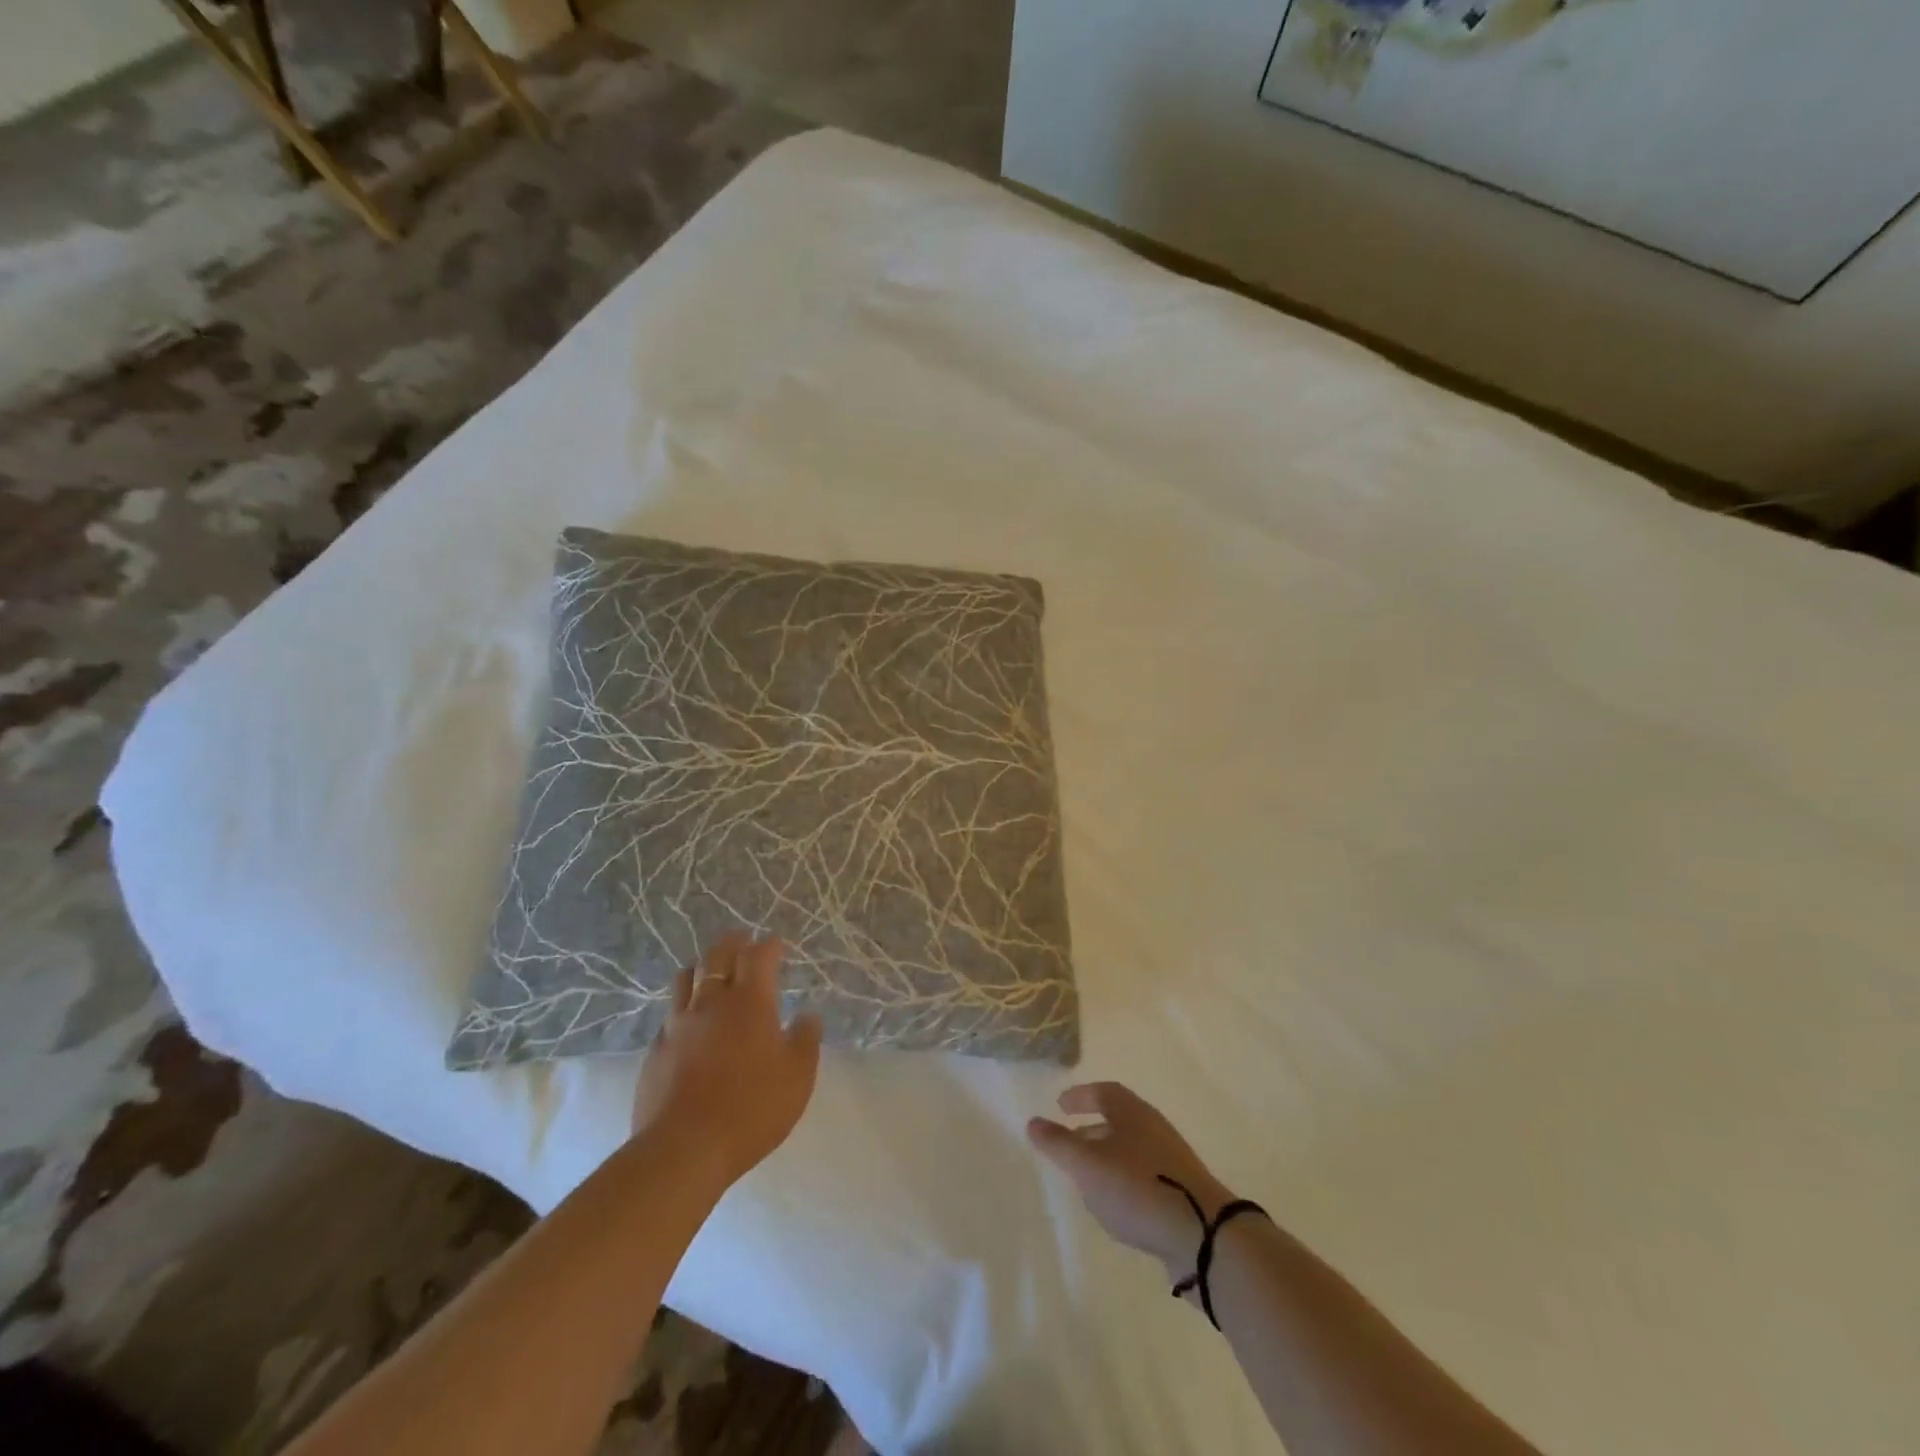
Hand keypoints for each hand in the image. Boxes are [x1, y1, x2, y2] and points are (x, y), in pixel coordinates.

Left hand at [632, 933, 822, 1185]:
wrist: (684, 1149)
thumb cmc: (752, 1107)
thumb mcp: (798, 1076)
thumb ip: (806, 1039)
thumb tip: (807, 1015)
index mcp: (750, 1001)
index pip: (759, 956)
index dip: (769, 946)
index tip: (776, 945)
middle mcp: (712, 1002)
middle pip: (717, 956)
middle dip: (733, 943)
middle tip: (742, 940)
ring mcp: (678, 1024)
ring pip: (686, 977)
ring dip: (702, 966)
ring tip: (710, 970)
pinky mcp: (655, 1050)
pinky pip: (670, 1014)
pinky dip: (683, 1006)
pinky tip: (688, 1020)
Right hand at [1028, 1082, 1236, 1277]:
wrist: (1204, 1235)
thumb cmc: (1139, 1188)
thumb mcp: (1088, 1166)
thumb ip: (1059, 1144)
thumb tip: (1032, 1121)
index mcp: (1132, 1113)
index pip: (1103, 1092)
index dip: (1080, 1096)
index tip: (1060, 1105)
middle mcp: (1153, 1128)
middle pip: (1118, 1119)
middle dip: (1091, 1128)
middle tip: (1069, 1142)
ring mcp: (1172, 1161)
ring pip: (1131, 1149)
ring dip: (1107, 1156)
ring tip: (1088, 1179)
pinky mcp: (1182, 1192)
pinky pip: (1145, 1175)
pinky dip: (1124, 1180)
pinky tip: (1116, 1206)